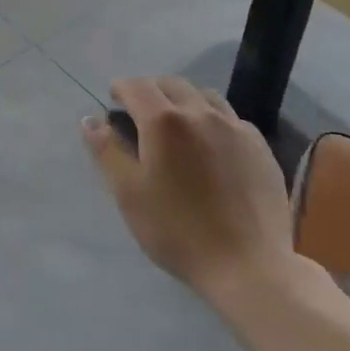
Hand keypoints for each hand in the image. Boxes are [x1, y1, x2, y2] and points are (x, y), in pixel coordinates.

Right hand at [83, 77, 299, 306]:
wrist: (249, 266)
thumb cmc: (178, 230)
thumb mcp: (129, 194)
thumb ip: (106, 151)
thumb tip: (89, 120)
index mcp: (163, 120)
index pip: (136, 87)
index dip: (121, 89)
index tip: (114, 101)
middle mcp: (200, 112)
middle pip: (171, 84)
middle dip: (151, 90)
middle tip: (141, 111)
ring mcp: (234, 126)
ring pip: (204, 95)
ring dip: (184, 100)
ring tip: (178, 123)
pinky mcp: (260, 146)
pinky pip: (231, 118)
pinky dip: (213, 119)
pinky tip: (213, 144)